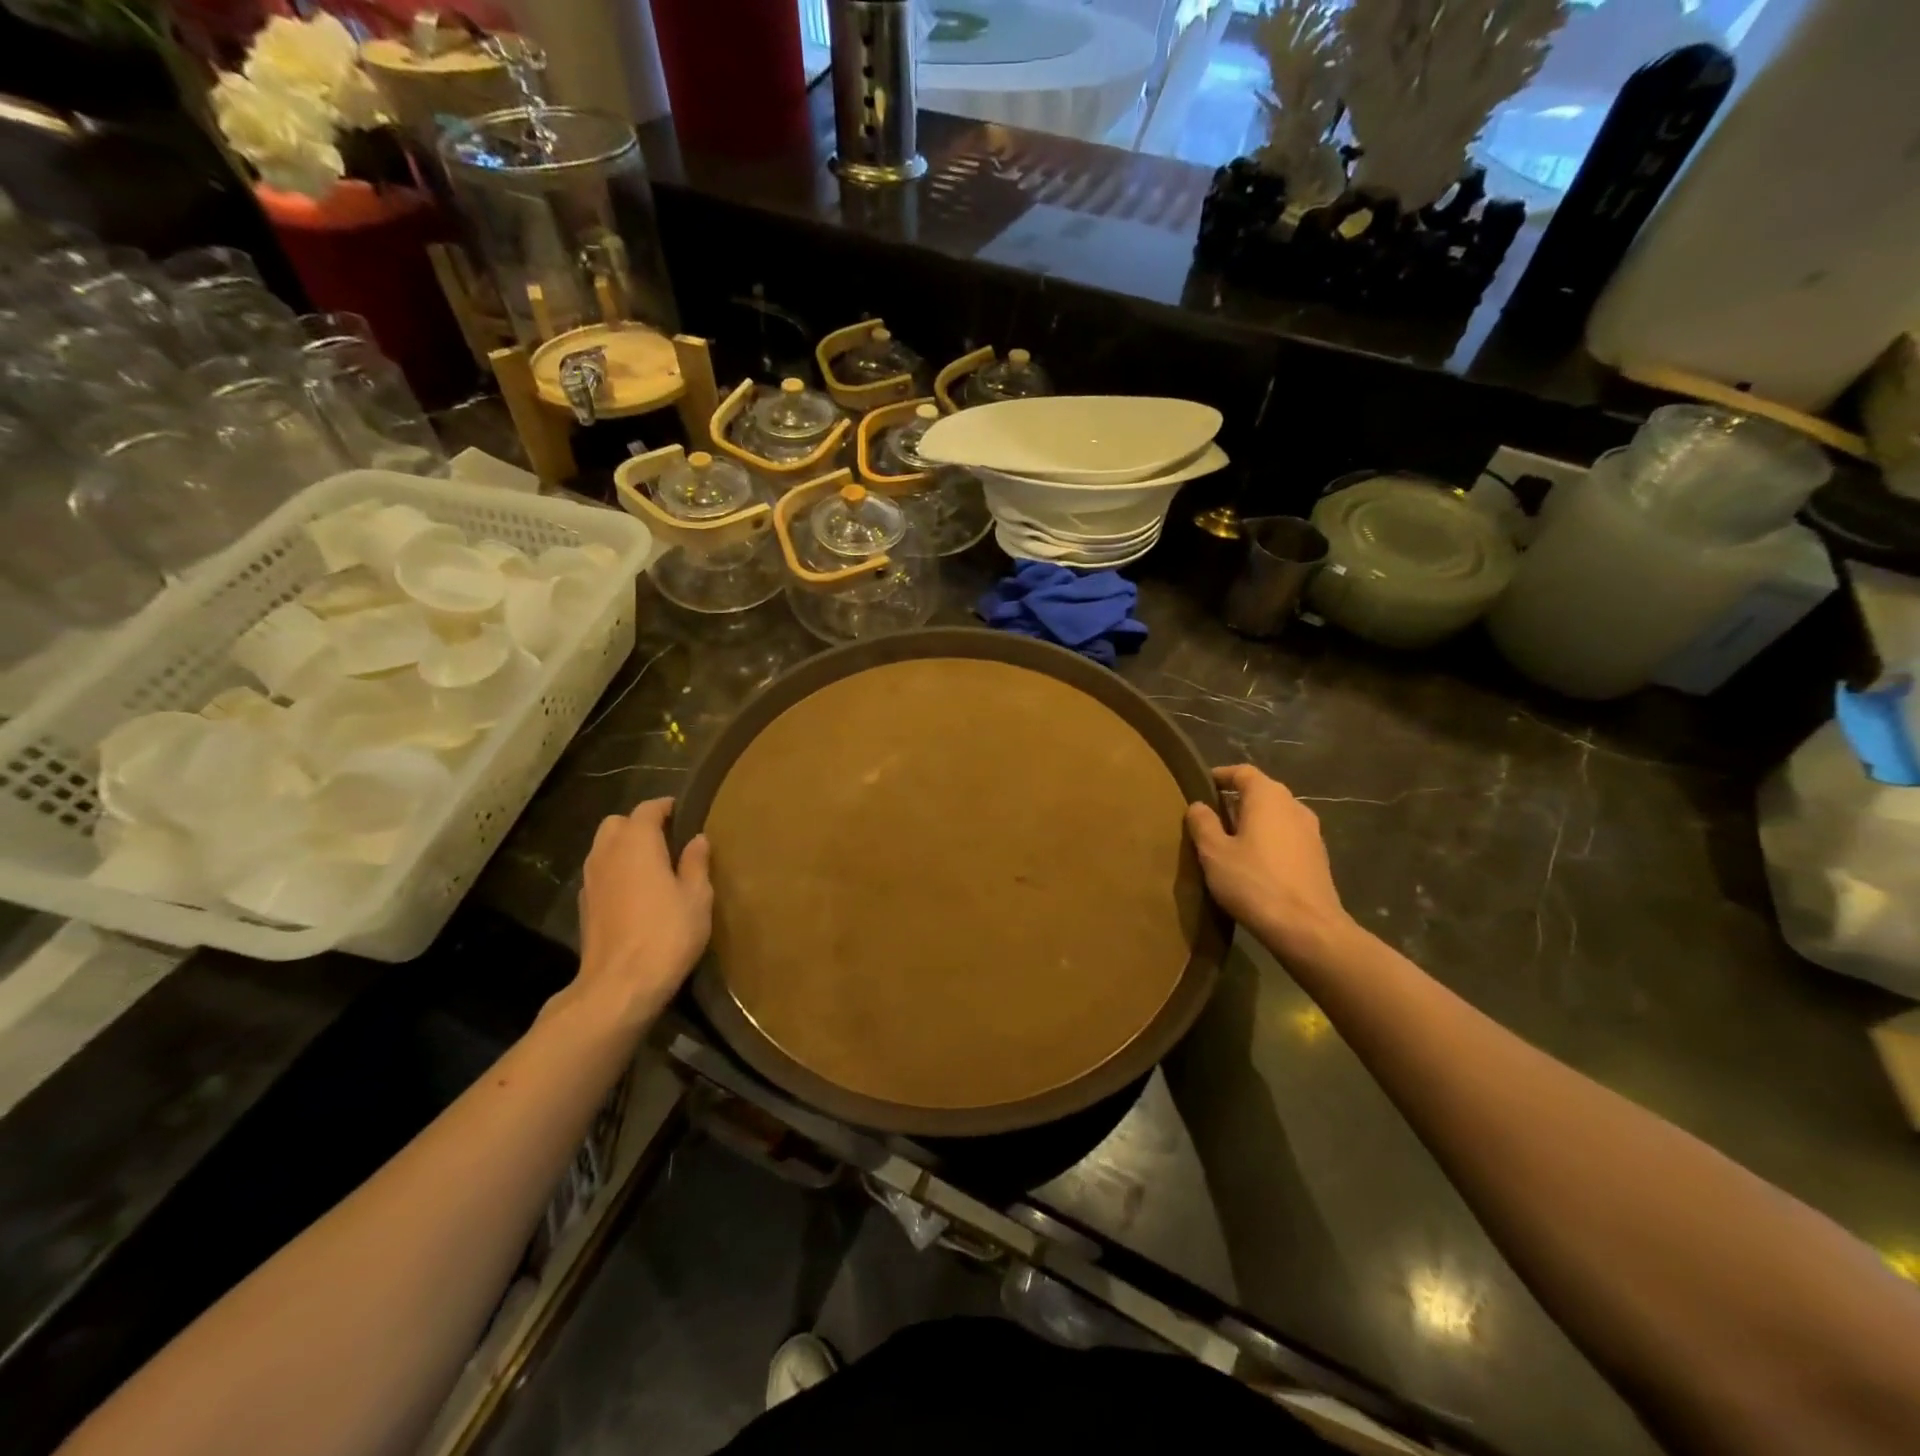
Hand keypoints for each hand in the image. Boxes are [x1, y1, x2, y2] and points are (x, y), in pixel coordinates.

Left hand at [574, 799, 712, 1028]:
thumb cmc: (667, 934)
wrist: (619, 985)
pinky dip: (616, 871)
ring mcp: (590, 879)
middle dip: (639, 824)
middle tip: (667, 839)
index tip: (683, 812)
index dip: (665, 807)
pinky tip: (635, 892)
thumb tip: (697, 839)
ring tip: (653, 865)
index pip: (647, 809)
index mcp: (637, 843)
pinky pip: (600, 872)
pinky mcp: (584, 905)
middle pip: (617, 824)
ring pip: (604, 847)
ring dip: (624, 847)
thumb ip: (696, 863)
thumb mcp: (697, 897)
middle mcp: (607, 853)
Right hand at [1185, 765, 1355, 959]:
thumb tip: (1199, 805)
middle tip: (1209, 817)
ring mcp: (1311, 832)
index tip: (1201, 786)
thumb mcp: (1214, 852)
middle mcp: (1294, 806)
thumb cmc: (1254, 882)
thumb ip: (1203, 823)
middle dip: (1235, 800)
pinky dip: (1268, 841)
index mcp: (1268, 796)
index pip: (1242, 772)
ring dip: (1253, 822)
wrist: (1307, 928)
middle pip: (1261, 792)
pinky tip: (1253, 863)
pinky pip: (1286, 837)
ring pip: (1275, 816)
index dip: (1220, 776)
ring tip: (1229, 841)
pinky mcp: (1318, 857)